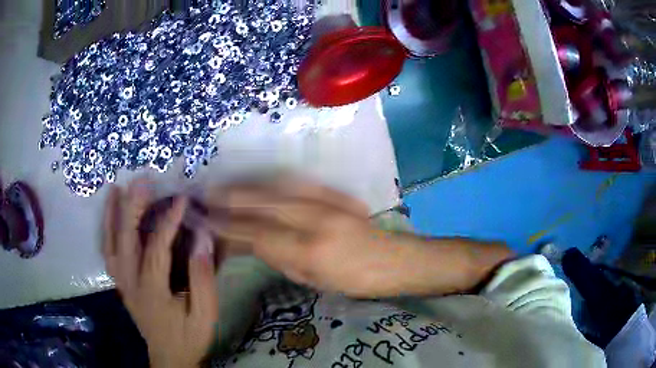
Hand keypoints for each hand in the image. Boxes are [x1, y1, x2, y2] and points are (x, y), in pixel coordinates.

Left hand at [102, 179, 218, 367]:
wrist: (169, 357)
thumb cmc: (189, 337)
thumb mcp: (205, 315)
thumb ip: (203, 280)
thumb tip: (202, 240)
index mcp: (153, 292)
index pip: (156, 249)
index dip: (168, 222)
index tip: (182, 200)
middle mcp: (130, 284)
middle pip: (125, 241)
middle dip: (132, 208)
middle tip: (141, 182)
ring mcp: (122, 283)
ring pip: (110, 244)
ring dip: (112, 215)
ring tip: (117, 190)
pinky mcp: (120, 284)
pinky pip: (108, 253)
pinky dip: (107, 231)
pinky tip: (111, 216)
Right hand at [202, 178, 412, 297]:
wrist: (395, 260)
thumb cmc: (355, 282)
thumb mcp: (313, 280)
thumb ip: (280, 258)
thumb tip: (252, 241)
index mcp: (309, 252)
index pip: (257, 234)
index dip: (229, 227)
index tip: (208, 221)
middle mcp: (315, 221)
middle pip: (264, 205)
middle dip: (232, 199)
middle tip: (207, 195)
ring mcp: (328, 204)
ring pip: (278, 189)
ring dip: (249, 187)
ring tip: (227, 186)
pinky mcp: (336, 195)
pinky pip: (298, 184)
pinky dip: (274, 182)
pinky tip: (261, 181)